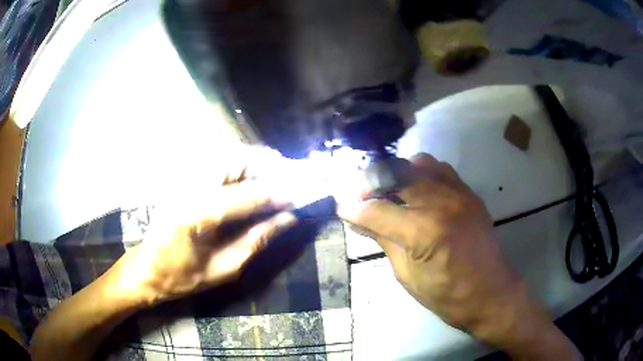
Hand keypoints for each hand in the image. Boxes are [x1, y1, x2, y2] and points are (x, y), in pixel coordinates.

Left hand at [114, 167, 296, 305]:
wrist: (146, 267)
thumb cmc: (182, 276)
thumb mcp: (223, 269)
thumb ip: (257, 240)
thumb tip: (289, 218)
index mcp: (196, 213)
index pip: (248, 193)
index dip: (279, 193)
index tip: (303, 196)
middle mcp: (189, 185)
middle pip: (237, 159)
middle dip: (269, 168)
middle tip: (289, 185)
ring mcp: (183, 176)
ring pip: (229, 153)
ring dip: (256, 165)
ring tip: (274, 183)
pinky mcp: (182, 176)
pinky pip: (218, 160)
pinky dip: (241, 166)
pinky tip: (250, 182)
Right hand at [340, 153, 577, 359]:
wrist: (491, 294)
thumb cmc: (447, 296)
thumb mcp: (408, 276)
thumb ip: (383, 240)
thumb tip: (359, 219)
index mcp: (424, 231)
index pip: (376, 210)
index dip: (352, 208)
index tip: (340, 206)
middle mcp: (441, 203)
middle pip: (394, 174)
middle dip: (369, 182)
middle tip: (359, 196)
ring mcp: (458, 193)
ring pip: (417, 163)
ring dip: (396, 174)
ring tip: (389, 192)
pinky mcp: (468, 193)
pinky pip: (440, 169)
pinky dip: (421, 173)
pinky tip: (416, 190)